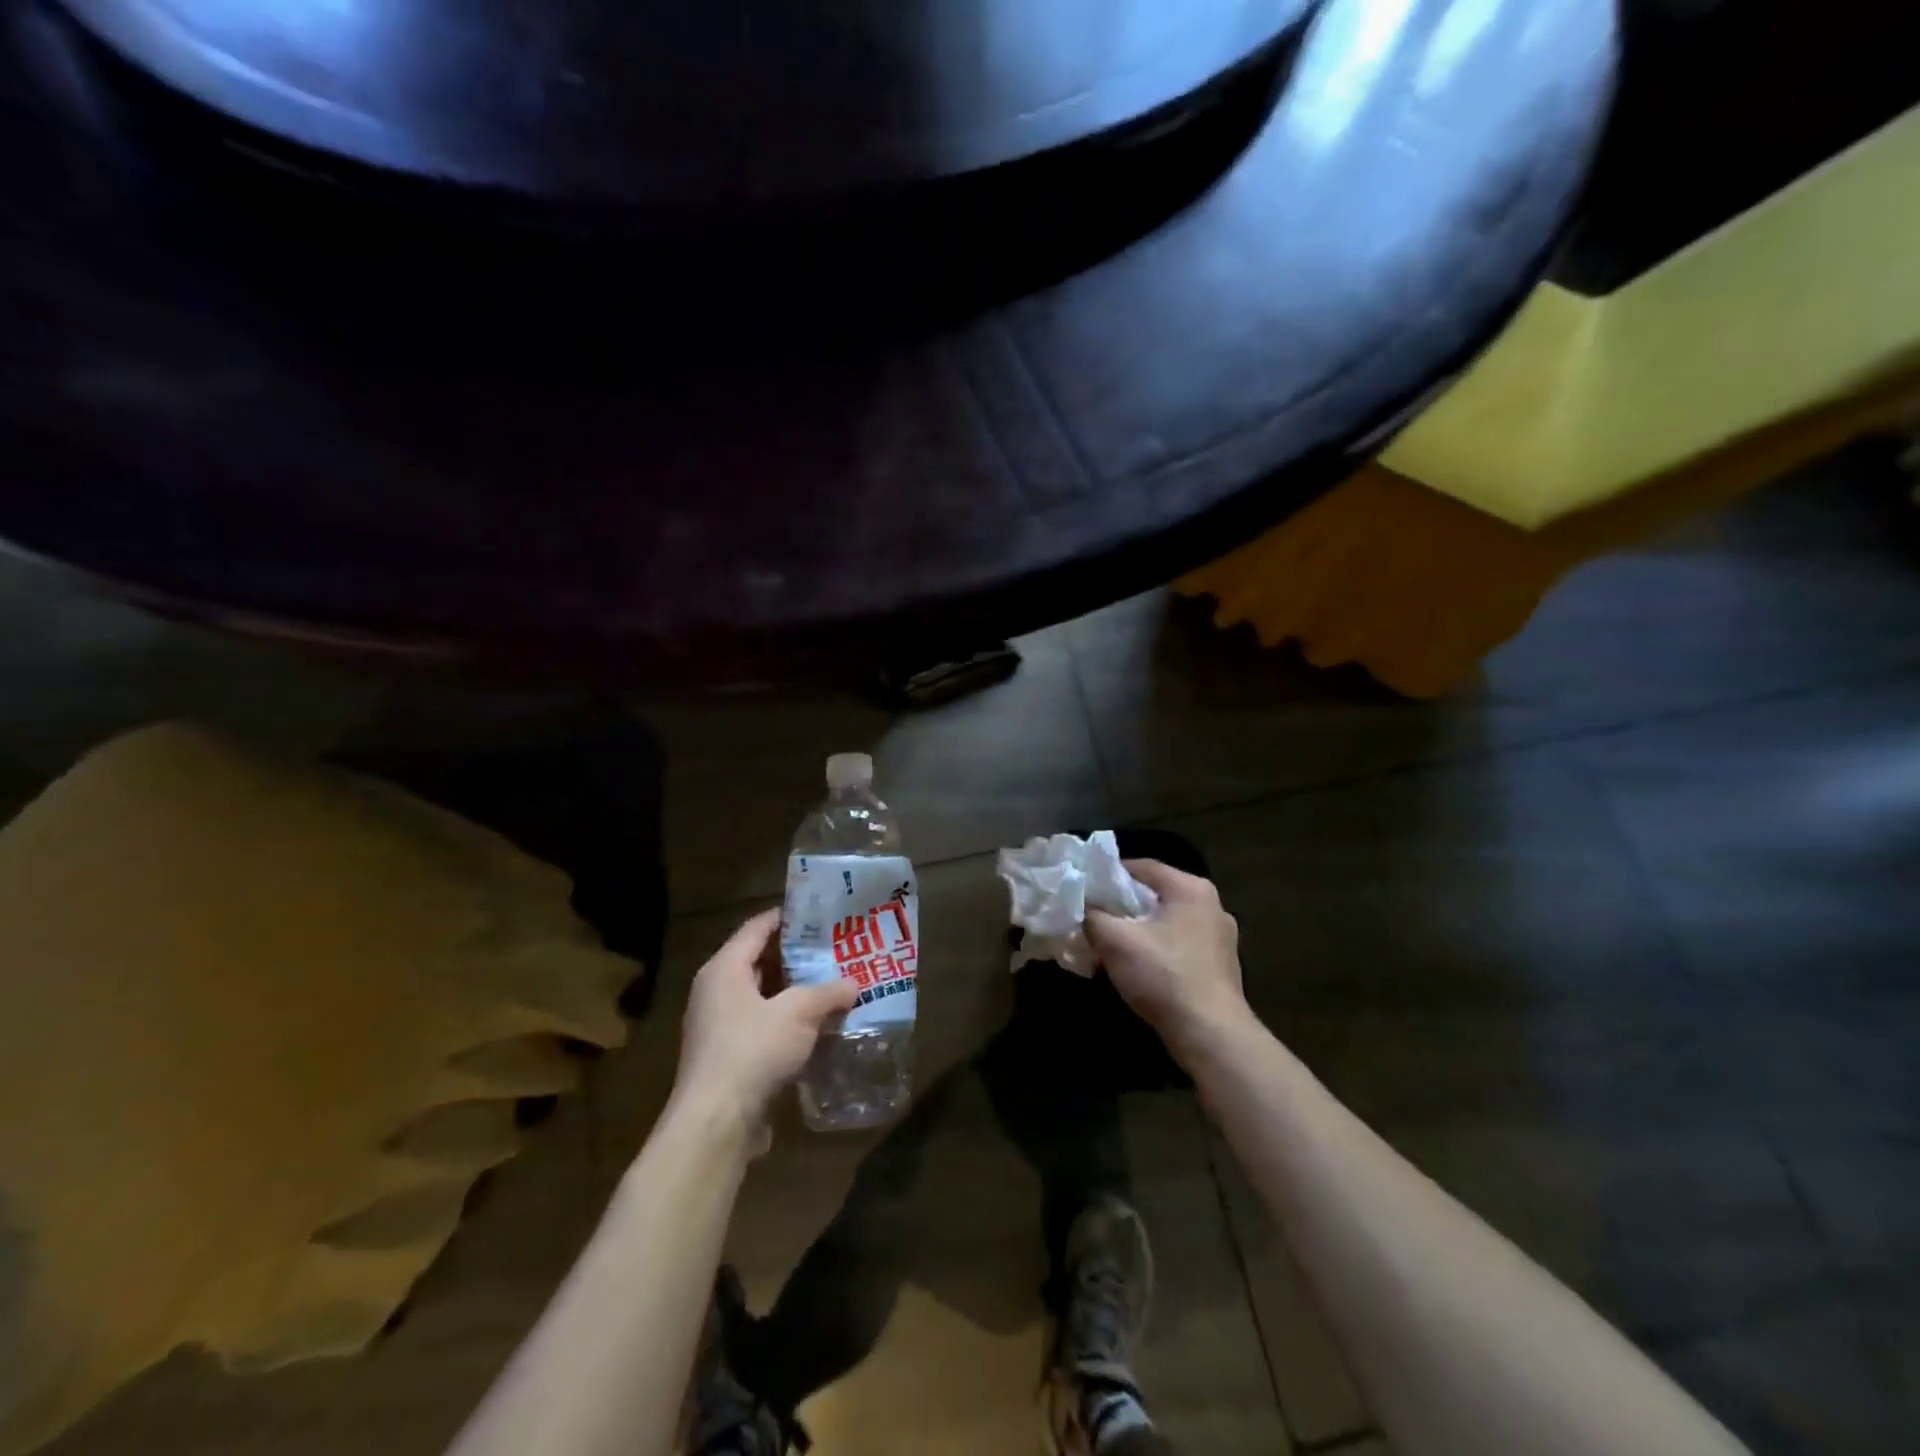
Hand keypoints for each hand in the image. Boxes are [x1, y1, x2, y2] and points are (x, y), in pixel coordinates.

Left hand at [671, 909, 857, 1144]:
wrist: (715, 1122)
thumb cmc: (752, 1050)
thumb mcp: (798, 1013)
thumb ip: (828, 992)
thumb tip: (854, 983)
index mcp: (724, 968)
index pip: (757, 927)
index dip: (788, 917)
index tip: (820, 913)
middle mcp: (715, 991)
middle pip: (759, 961)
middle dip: (797, 956)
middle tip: (834, 949)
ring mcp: (718, 1025)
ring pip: (762, 996)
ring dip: (794, 992)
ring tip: (832, 984)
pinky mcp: (727, 1056)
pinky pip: (761, 1025)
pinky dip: (786, 1021)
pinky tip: (816, 1026)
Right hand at [1086, 860, 1248, 1058]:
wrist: (1210, 1035)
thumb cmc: (1164, 976)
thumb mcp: (1115, 941)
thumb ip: (1092, 915)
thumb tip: (1079, 905)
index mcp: (1191, 888)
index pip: (1141, 867)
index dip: (1108, 875)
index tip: (1084, 889)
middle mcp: (1211, 905)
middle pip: (1154, 895)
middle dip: (1122, 905)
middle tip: (1092, 917)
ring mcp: (1220, 937)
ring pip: (1166, 922)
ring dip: (1138, 930)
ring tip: (1109, 945)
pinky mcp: (1220, 966)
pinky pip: (1179, 946)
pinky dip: (1156, 950)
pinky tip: (1138, 968)